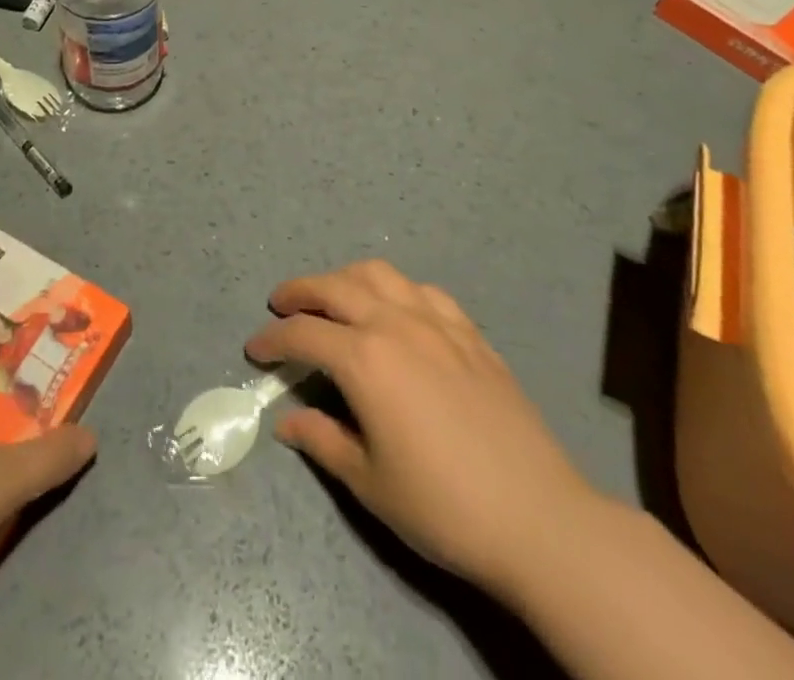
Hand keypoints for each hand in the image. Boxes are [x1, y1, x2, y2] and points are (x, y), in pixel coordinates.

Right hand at [246, 259, 603, 603]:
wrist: (539, 519)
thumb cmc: (443, 506)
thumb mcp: (369, 482)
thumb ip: (322, 440)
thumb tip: (287, 421)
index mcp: (364, 359)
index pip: (302, 335)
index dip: (272, 340)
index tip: (254, 349)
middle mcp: (395, 324)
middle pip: (334, 287)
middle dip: (298, 292)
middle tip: (279, 305)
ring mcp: (436, 322)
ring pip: (378, 274)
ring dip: (345, 278)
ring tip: (332, 297)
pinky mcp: (470, 332)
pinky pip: (423, 290)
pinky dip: (396, 290)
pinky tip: (396, 310)